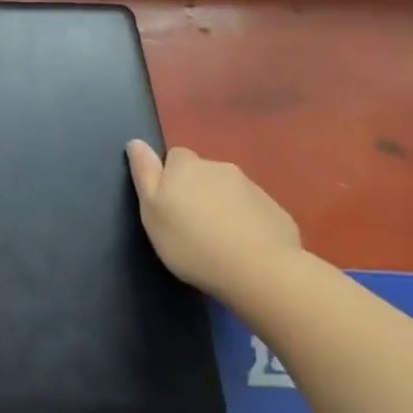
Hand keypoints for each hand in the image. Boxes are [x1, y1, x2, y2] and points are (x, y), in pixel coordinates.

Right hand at [125, 142, 300, 296]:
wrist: (258, 271)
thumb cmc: (191, 242)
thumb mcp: (152, 210)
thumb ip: (144, 173)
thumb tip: (136, 141)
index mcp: (186, 166)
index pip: (175, 157)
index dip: (170, 178)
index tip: (169, 206)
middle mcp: (220, 168)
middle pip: (203, 173)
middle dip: (198, 191)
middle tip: (192, 226)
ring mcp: (252, 188)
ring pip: (230, 192)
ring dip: (222, 206)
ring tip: (219, 241)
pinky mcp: (276, 212)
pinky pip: (254, 211)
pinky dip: (247, 223)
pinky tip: (245, 249)